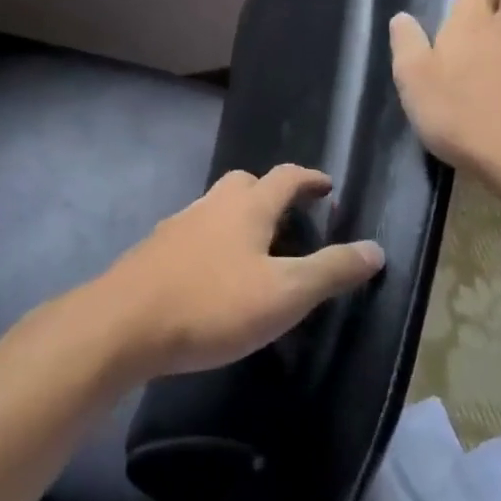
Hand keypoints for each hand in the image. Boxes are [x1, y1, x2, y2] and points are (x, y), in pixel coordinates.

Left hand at [94, 164, 385, 378]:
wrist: (124, 323)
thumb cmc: (213, 304)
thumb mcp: (285, 293)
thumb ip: (331, 271)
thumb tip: (375, 249)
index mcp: (248, 206)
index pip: (286, 177)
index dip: (310, 179)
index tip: (326, 187)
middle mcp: (213, 204)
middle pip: (246, 183)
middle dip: (270, 193)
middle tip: (289, 219)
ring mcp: (179, 224)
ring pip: (216, 207)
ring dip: (239, 218)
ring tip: (254, 251)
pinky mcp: (155, 250)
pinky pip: (194, 233)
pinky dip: (212, 242)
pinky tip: (213, 275)